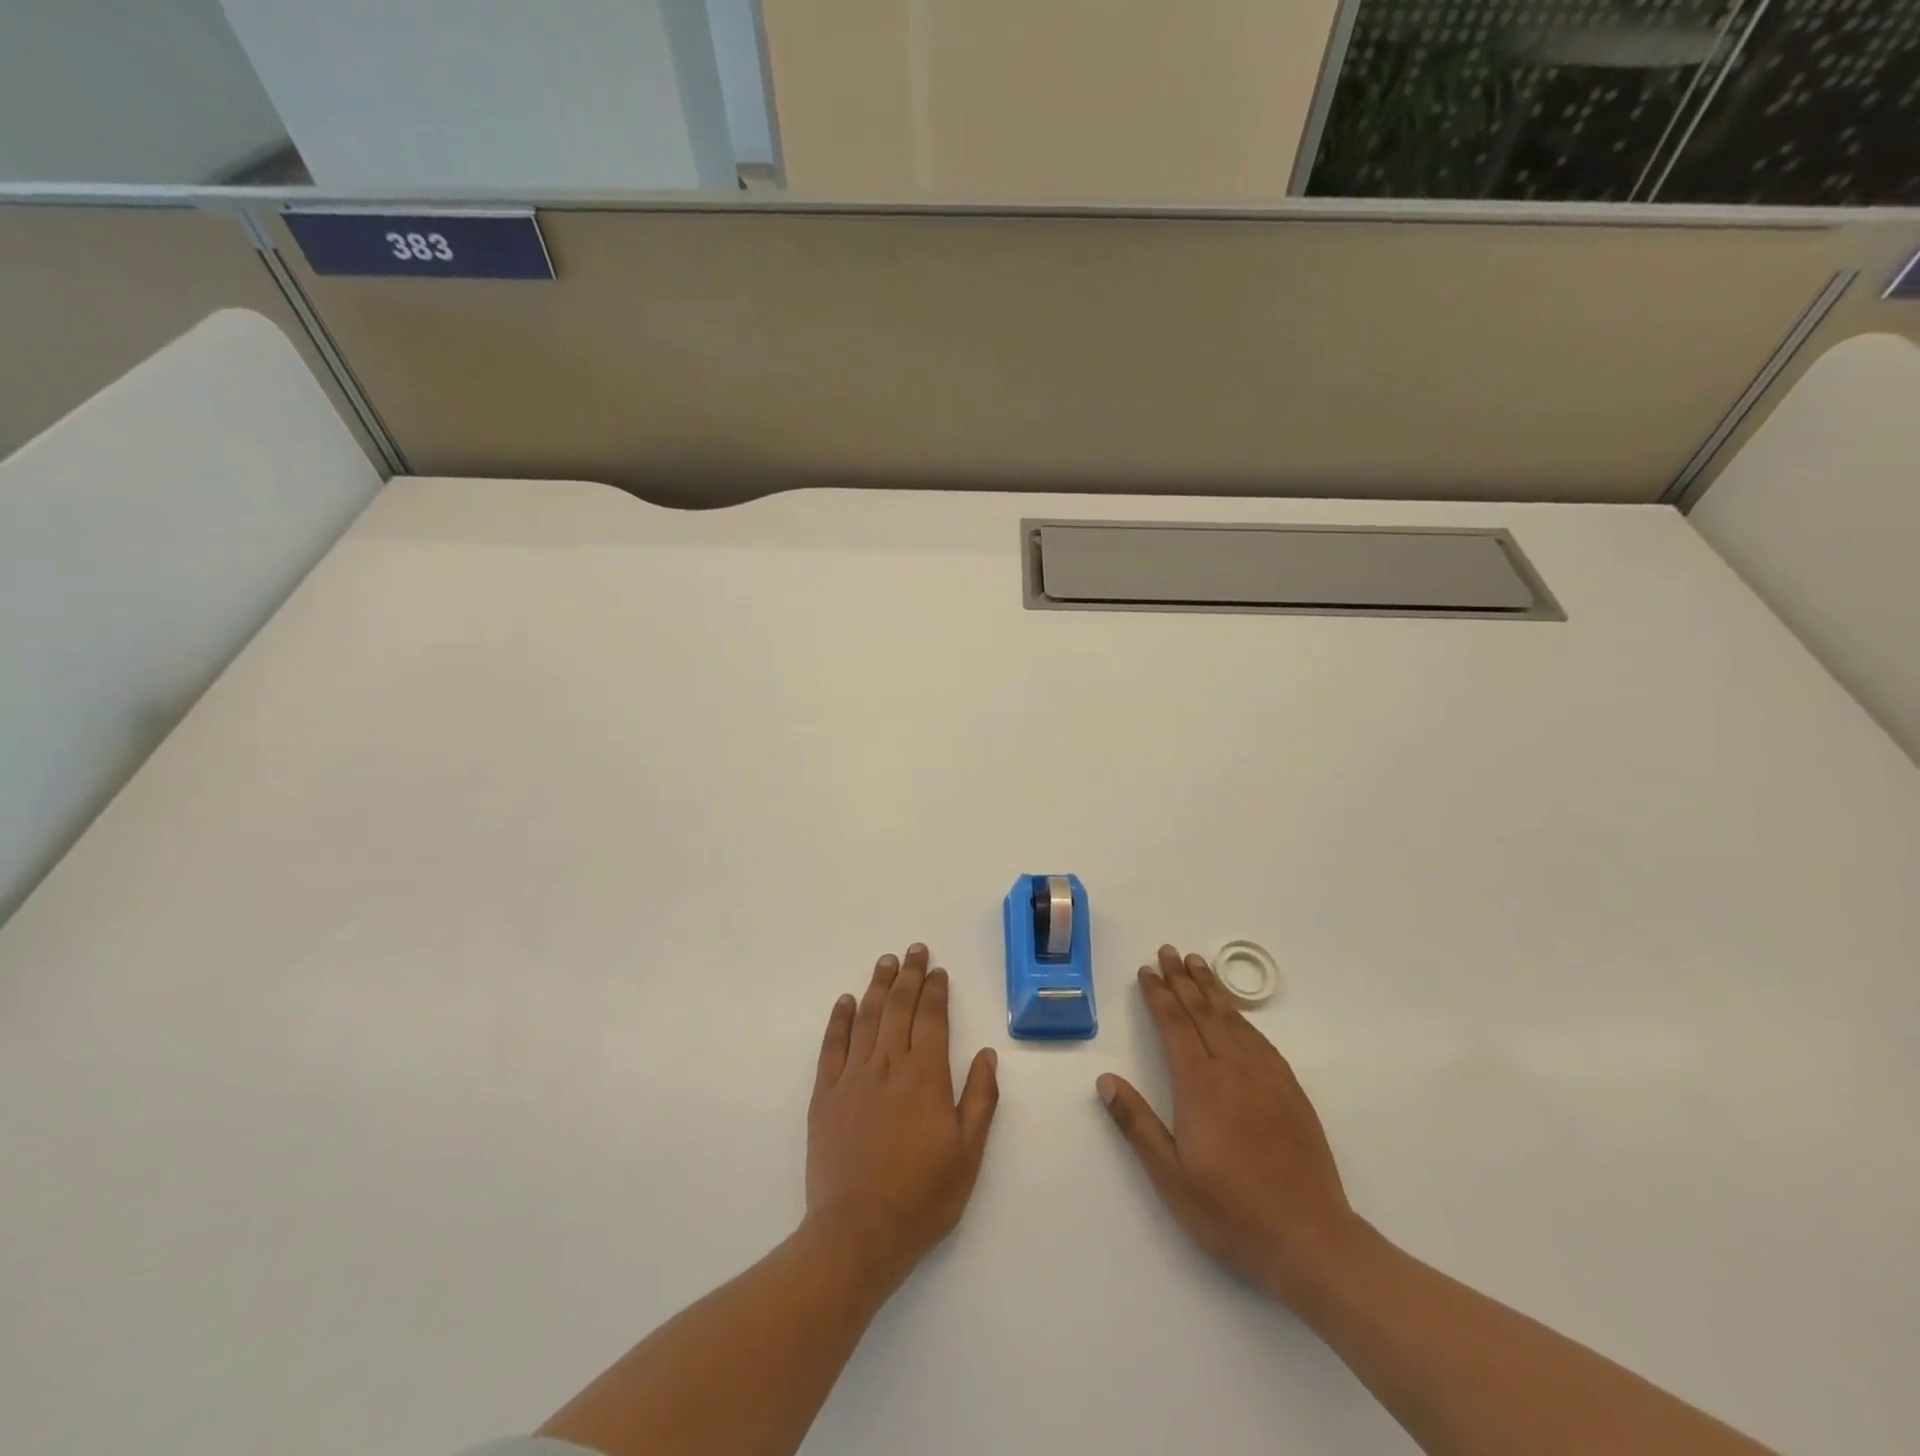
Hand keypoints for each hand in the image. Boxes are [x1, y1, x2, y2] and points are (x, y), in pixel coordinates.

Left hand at [806, 944, 999, 1291]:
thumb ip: (979, 1100)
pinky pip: (832, 1046)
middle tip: (913, 950)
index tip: (937, 970)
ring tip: (886, 962)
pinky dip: (839, 1020)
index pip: (931, 1019)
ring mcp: (853, 1078)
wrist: (857, 1234)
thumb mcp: (967, 1155)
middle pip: (899, 1008)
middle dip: (908, 976)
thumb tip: (986, 1055)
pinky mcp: (825, 1096)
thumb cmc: (921, 1197)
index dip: (935, 991)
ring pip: (867, 1019)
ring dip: (878, 987)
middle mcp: (888, 1066)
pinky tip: (846, 1001)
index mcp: (925, 1078)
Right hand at [1097, 946, 1359, 1310]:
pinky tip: (1237, 1014)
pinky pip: (1261, 1041)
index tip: (1147, 971)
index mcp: (1199, 1085)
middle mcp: (1233, 1070)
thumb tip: (1106, 1080)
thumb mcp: (1170, 1177)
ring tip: (1198, 964)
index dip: (1159, 995)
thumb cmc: (1231, 1212)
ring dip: (1212, 989)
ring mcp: (1266, 1078)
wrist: (1311, 1241)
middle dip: (1183, 979)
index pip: (1174, 1025)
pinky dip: (1243, 1018)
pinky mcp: (1291, 1092)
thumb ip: (1137, 1124)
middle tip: (1169, 951)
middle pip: (1203, 1012)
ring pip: (1233, 1020)